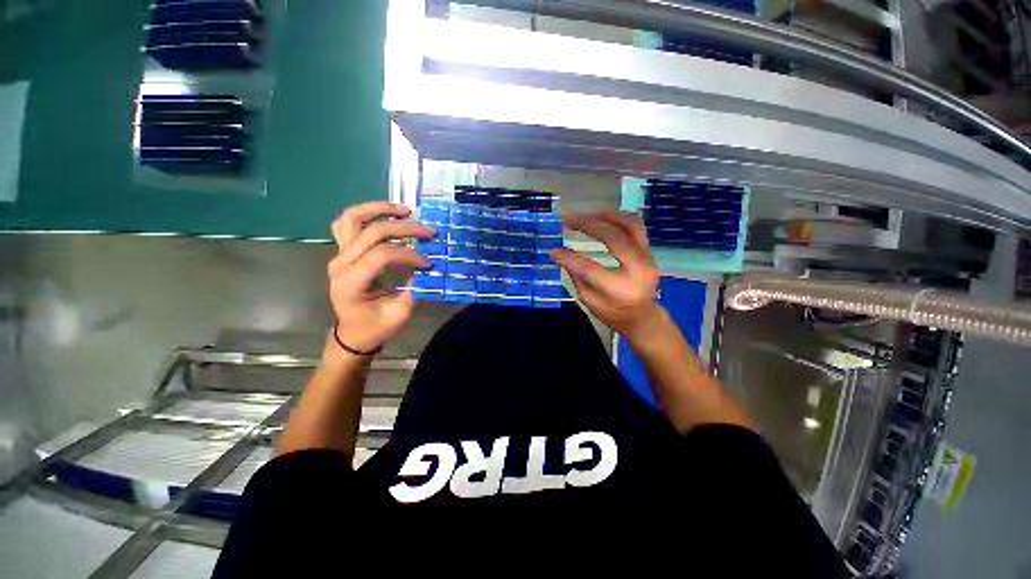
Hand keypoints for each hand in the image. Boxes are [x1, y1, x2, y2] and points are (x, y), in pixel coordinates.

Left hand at [327, 202, 434, 354]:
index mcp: (351, 281)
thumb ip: (413, 289)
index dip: (409, 254)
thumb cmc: (375, 327)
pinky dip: (367, 214)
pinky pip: (347, 223)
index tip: (428, 263)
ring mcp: (339, 254)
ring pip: (352, 218)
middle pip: (371, 232)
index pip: (381, 255)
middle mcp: (341, 263)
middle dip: (404, 229)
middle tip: (429, 231)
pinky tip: (387, 215)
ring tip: (405, 210)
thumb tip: (427, 266)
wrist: (353, 333)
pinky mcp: (343, 252)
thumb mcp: (398, 314)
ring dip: (379, 209)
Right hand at [550, 210, 660, 338]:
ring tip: (584, 214)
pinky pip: (636, 226)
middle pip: (613, 237)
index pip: (590, 269)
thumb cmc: (614, 314)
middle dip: (587, 225)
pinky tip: (601, 217)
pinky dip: (617, 217)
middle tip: (567, 220)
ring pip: (630, 224)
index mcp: (621, 290)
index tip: (553, 251)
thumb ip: (577, 278)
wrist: (643, 317)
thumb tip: (561, 255)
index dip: (569, 258)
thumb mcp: (590, 303)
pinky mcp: (649, 251)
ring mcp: (647, 257)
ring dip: (605, 215)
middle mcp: (638, 269)